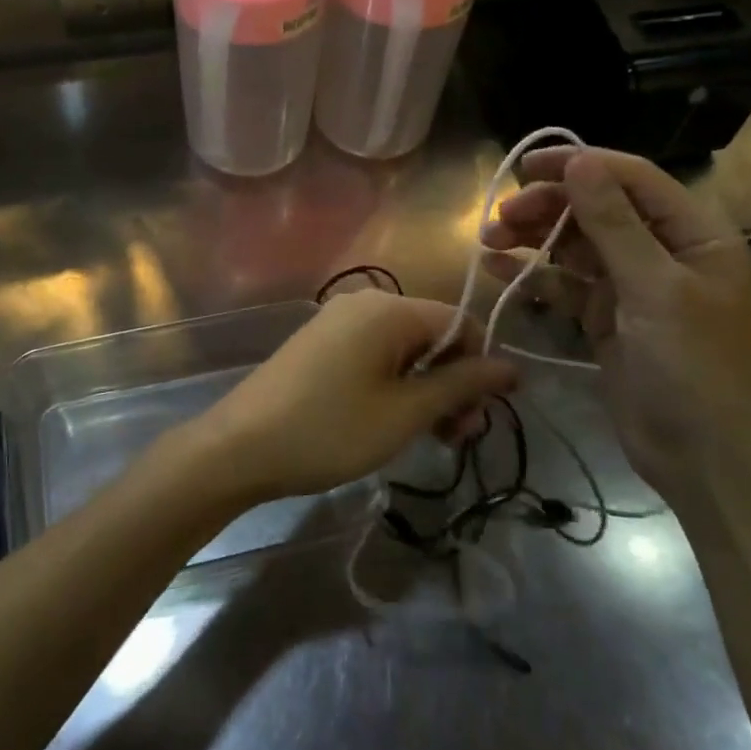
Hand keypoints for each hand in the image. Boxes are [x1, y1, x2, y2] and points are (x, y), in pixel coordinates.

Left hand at [181, 290, 518, 506]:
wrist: (239, 447)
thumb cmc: (330, 429)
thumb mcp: (405, 413)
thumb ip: (460, 385)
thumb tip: (511, 367)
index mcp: (389, 308)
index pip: (461, 324)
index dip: (479, 369)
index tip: (477, 420)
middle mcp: (364, 303)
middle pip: (432, 336)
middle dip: (451, 384)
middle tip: (455, 438)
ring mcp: (337, 322)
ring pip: (403, 349)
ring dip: (424, 390)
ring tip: (426, 438)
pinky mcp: (319, 344)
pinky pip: (373, 355)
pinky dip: (393, 385)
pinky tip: (389, 422)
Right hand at [480, 147, 750, 500]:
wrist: (701, 455)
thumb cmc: (691, 365)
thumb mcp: (654, 288)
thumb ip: (613, 223)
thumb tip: (579, 161)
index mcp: (693, 233)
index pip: (631, 179)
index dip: (579, 165)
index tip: (525, 167)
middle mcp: (661, 250)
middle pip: (596, 209)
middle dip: (547, 208)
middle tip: (500, 216)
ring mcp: (630, 285)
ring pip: (574, 245)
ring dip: (532, 238)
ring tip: (489, 240)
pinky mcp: (604, 316)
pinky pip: (564, 284)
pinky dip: (532, 275)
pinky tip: (496, 269)